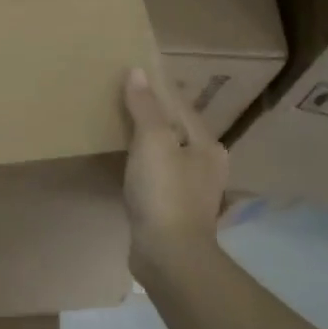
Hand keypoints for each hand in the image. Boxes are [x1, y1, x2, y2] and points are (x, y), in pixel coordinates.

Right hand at [120, 68, 227, 274]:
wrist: (169, 256)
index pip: (180, 105)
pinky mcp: (174, 211)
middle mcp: (206, 165)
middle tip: (121, 98)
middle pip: (176, 129)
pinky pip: (158, 176)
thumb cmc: (164, 192)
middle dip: (153, 114)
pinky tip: (128, 165)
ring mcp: (191, 191)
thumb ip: (146, 107)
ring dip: (147, 140)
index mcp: (207, 144)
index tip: (134, 72)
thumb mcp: (153, 141)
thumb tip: (137, 72)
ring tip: (120, 128)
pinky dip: (143, 165)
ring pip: (167, 154)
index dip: (157, 87)